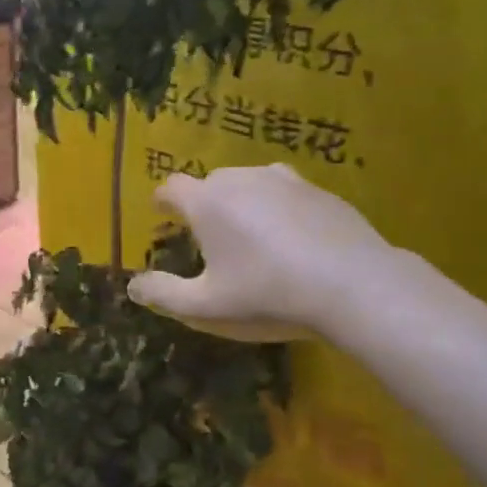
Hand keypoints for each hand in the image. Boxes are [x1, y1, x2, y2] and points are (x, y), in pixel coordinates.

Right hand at [127, 163, 391, 341]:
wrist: (353, 285)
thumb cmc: (267, 295)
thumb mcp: (205, 307)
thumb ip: (164, 294)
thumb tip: (133, 286)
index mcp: (208, 202)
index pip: (172, 187)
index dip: (163, 201)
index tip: (162, 214)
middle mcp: (242, 179)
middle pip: (211, 183)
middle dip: (204, 205)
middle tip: (209, 238)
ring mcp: (286, 180)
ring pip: (251, 184)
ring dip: (243, 203)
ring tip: (251, 236)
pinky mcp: (321, 191)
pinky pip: (287, 194)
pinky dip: (280, 210)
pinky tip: (293, 242)